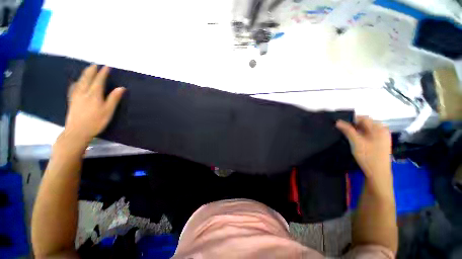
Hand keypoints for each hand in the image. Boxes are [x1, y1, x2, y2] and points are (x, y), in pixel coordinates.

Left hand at [64, 65, 125, 143]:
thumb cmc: (96, 121)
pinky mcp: (72, 101)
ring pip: (80, 81)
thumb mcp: (108, 111)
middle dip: (91, 71)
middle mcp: (83, 92)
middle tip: (95, 65)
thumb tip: (121, 88)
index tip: (107, 67)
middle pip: (87, 78)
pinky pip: (73, 88)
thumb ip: (114, 98)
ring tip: (87, 70)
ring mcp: (76, 96)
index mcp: (94, 94)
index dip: (103, 73)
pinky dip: (76, 82)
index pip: (99, 80)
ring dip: (84, 74)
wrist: (77, 131)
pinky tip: (76, 82)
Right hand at [336, 116, 391, 182]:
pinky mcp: (380, 143)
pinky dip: (361, 135)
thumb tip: (337, 121)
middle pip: (366, 123)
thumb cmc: (368, 156)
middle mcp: (382, 130)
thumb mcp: (356, 142)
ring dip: (356, 130)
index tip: (340, 124)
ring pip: (366, 129)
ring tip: (348, 135)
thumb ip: (347, 130)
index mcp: (379, 128)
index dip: (351, 120)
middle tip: (343, 131)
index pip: (363, 118)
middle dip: (353, 125)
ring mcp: (382, 137)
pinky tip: (355, 140)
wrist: (378, 173)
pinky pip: (369, 135)